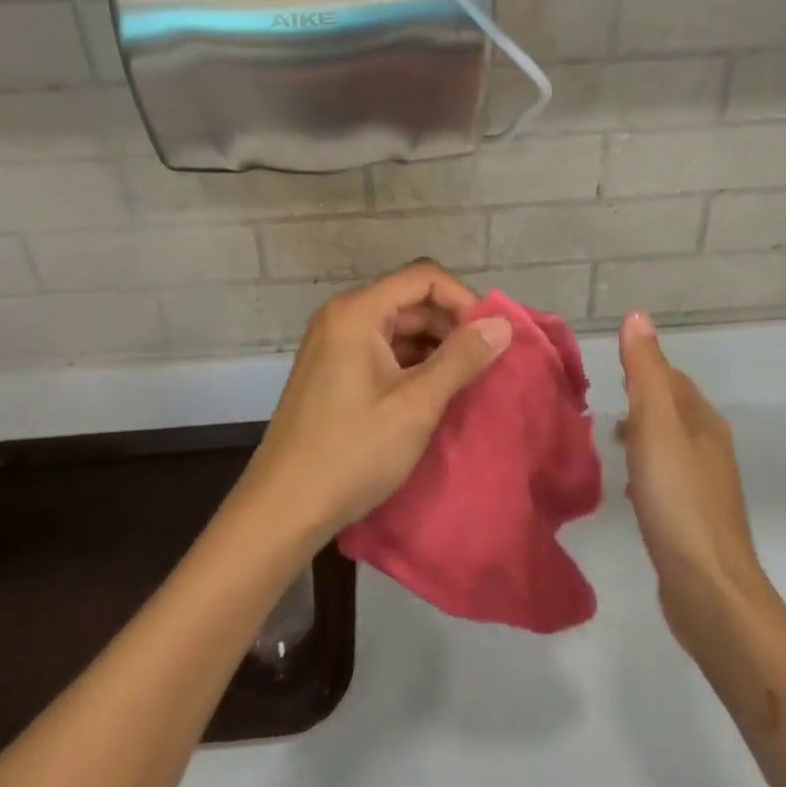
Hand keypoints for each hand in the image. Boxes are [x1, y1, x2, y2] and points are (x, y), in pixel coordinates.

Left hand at [239, 262, 513, 541]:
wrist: (282, 509)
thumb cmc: (352, 452)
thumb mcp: (416, 404)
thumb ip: (461, 358)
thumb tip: (503, 324)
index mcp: (357, 312)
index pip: (424, 277)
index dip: (464, 300)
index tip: (491, 337)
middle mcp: (342, 317)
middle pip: (410, 299)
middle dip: (452, 325)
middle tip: (486, 363)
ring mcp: (334, 345)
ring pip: (398, 327)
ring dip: (435, 347)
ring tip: (467, 381)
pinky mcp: (333, 372)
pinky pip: (382, 350)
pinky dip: (413, 363)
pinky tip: (435, 393)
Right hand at [618, 312, 769, 659]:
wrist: (706, 586)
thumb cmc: (678, 498)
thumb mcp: (655, 424)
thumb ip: (645, 371)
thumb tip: (638, 316)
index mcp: (703, 421)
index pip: (672, 378)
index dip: (643, 368)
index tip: (607, 369)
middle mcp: (709, 447)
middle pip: (672, 410)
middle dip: (640, 402)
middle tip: (600, 405)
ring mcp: (704, 485)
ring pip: (668, 445)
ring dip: (641, 436)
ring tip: (608, 439)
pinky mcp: (693, 518)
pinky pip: (666, 478)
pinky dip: (645, 470)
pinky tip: (628, 486)